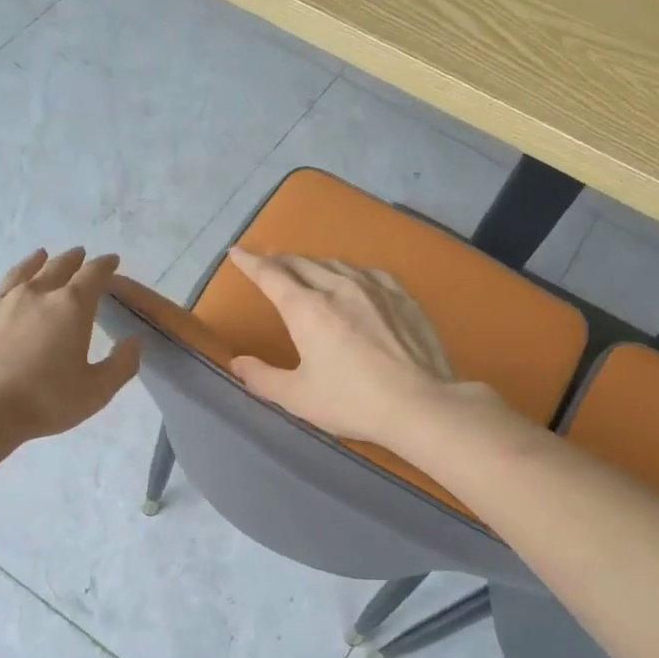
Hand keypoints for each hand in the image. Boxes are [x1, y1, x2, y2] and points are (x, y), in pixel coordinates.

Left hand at [0, 248, 140, 440]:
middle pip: (56, 268)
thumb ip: (121, 364)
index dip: (104, 265)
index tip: (111, 260)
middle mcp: (34, 295)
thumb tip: (134, 341)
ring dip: (32, 263)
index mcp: (70, 307)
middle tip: (79, 255)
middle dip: (71, 260)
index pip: (93, 276)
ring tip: (40, 255)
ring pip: (18, 274)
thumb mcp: (97, 390)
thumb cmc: (45, 400)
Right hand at [227, 249, 471, 447]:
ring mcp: (374, 288)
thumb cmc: (352, 402)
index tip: (237, 253)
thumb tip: (237, 362)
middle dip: (279, 260)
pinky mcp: (402, 296)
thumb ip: (262, 377)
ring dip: (313, 264)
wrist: (421, 404)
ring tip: (304, 269)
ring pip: (334, 264)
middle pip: (302, 264)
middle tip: (267, 262)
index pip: (271, 276)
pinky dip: (348, 271)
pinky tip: (352, 279)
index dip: (250, 263)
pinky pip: (367, 273)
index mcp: (307, 310)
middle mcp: (338, 288)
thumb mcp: (298, 397)